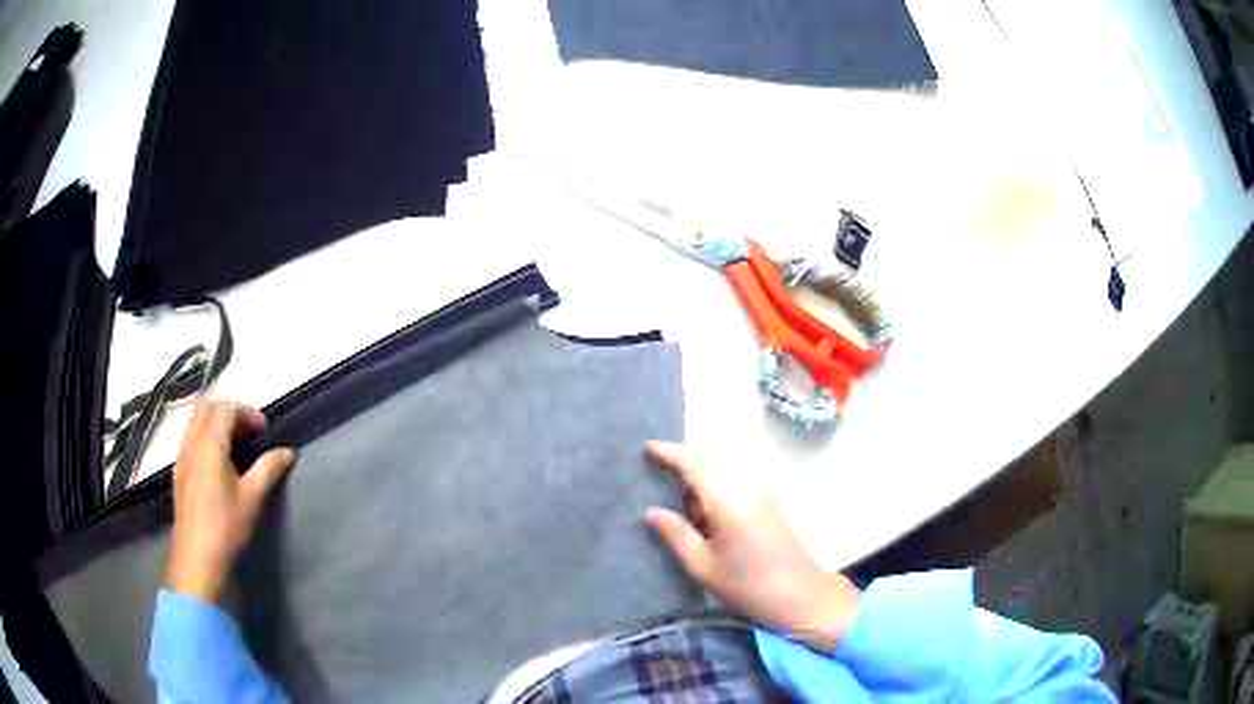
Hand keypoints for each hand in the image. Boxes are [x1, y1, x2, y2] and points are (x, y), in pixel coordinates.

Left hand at [166, 399, 295, 602]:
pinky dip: (207, 437)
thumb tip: (287, 452)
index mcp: (210, 444)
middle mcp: (192, 442)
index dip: (247, 413)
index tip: (264, 431)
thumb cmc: (226, 526)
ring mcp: (182, 456)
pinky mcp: (179, 471)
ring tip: (237, 447)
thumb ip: (269, 469)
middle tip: (249, 433)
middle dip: (230, 412)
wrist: (198, 556)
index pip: (226, 409)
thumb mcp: (252, 498)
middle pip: (207, 407)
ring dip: (217, 424)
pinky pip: (191, 438)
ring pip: (197, 422)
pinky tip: (220, 464)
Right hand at [644, 441, 860, 652]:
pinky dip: (714, 484)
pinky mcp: (769, 502)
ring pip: (723, 468)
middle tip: (655, 470)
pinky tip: (703, 509)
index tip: (646, 448)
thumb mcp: (703, 566)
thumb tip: (652, 511)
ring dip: (700, 474)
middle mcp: (747, 486)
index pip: (694, 464)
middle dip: (683, 460)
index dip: (669, 453)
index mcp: (728, 499)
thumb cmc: (747, 586)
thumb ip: (676, 534)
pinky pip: (735, 479)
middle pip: (710, 459)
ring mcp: (762, 492)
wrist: (801, 595)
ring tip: (676, 496)